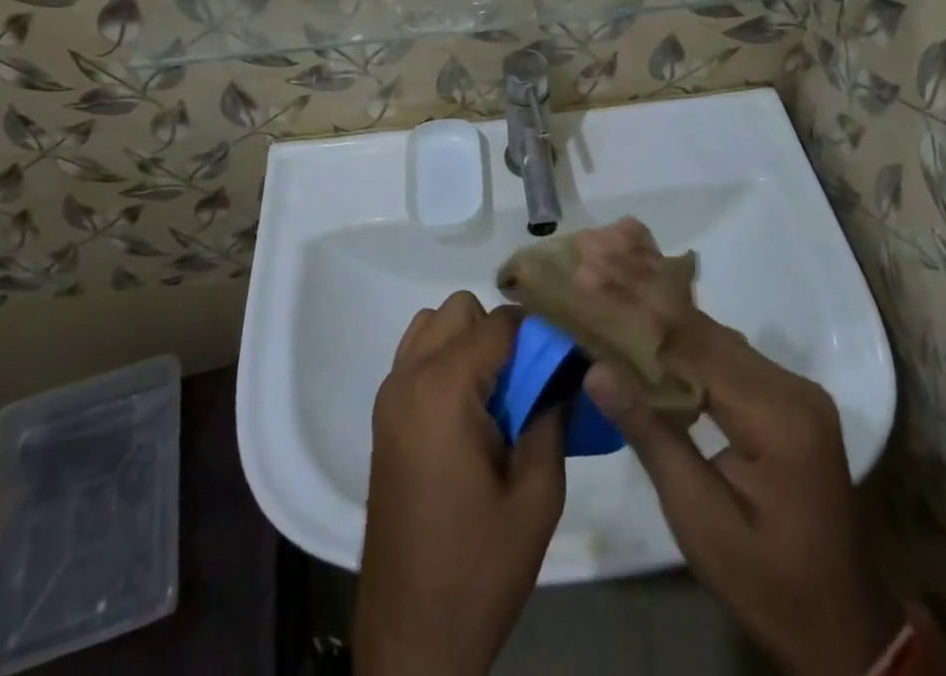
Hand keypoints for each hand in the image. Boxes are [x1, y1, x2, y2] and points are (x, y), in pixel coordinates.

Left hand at [356, 292, 565, 675]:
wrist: (411, 635)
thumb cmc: (478, 568)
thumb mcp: (536, 498)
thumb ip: (551, 419)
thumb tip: (561, 372)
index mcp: (444, 389)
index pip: (499, 322)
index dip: (537, 333)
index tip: (563, 358)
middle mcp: (409, 376)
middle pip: (461, 310)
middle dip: (499, 333)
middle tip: (528, 384)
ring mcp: (389, 394)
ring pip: (433, 324)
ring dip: (467, 342)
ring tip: (497, 395)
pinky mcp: (383, 416)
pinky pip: (414, 355)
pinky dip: (443, 359)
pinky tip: (468, 410)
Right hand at [586, 297, 903, 675]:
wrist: (848, 635)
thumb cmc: (770, 586)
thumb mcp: (700, 520)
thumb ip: (651, 435)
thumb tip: (597, 369)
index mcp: (777, 414)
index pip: (694, 343)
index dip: (637, 307)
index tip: (589, 275)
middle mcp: (791, 386)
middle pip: (705, 330)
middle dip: (645, 296)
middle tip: (593, 260)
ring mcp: (794, 391)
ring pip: (715, 337)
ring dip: (662, 312)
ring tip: (611, 278)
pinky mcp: (788, 401)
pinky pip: (728, 357)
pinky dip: (685, 339)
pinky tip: (650, 322)